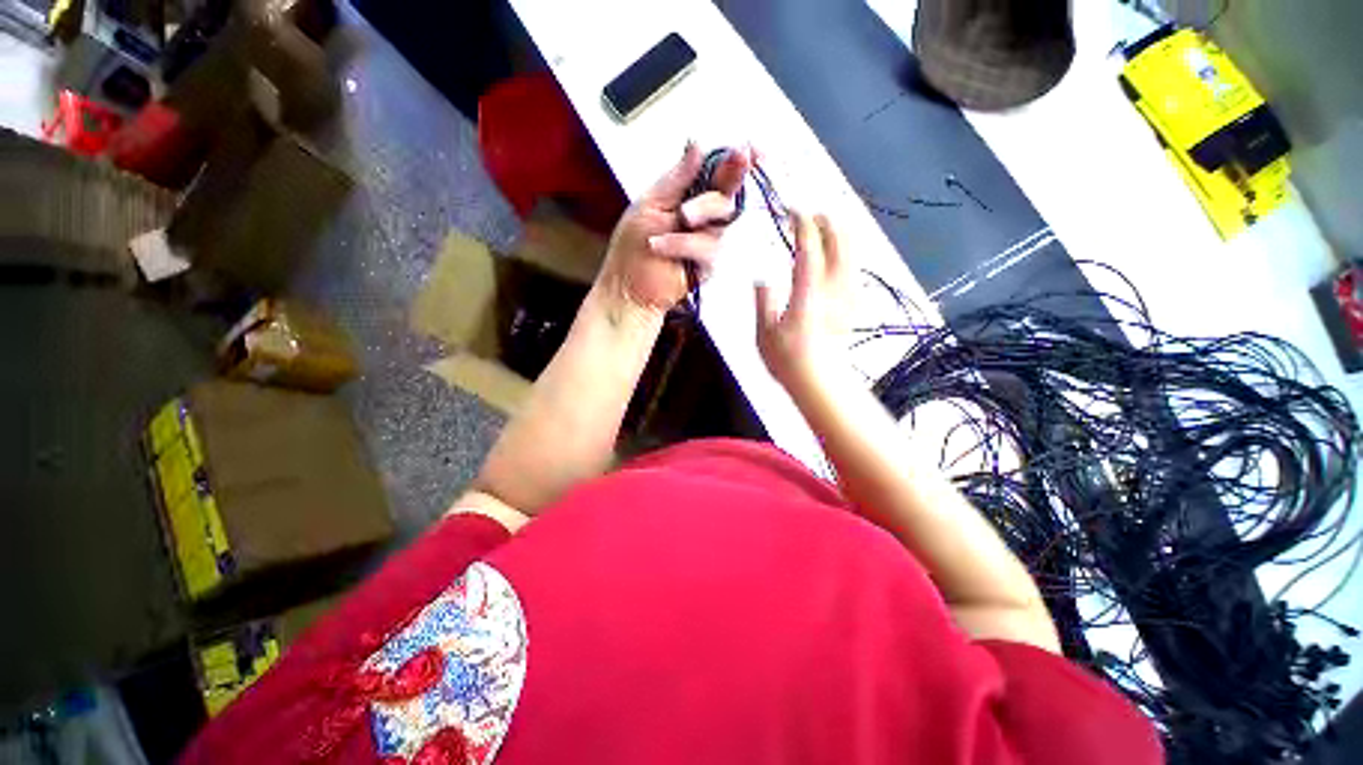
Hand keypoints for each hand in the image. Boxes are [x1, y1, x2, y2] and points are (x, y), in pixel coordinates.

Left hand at [597, 142, 749, 314]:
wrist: (628, 289)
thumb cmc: (632, 248)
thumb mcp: (649, 205)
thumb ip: (676, 179)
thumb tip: (698, 144)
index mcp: (687, 196)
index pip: (717, 173)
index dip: (736, 161)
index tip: (751, 148)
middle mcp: (702, 216)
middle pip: (727, 192)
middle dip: (731, 175)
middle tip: (739, 157)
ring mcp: (707, 240)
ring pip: (722, 219)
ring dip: (701, 212)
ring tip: (679, 218)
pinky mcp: (708, 264)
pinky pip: (709, 248)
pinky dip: (683, 244)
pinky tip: (660, 246)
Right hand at [754, 211, 852, 389]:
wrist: (819, 382)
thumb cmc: (787, 360)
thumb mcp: (764, 332)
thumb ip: (764, 301)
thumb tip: (763, 277)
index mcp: (808, 294)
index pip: (809, 250)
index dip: (803, 226)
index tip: (793, 211)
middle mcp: (832, 291)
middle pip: (840, 246)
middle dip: (829, 224)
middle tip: (813, 214)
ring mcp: (846, 298)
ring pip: (852, 256)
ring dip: (841, 236)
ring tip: (828, 227)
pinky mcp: (852, 306)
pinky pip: (854, 271)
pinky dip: (848, 254)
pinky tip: (840, 255)